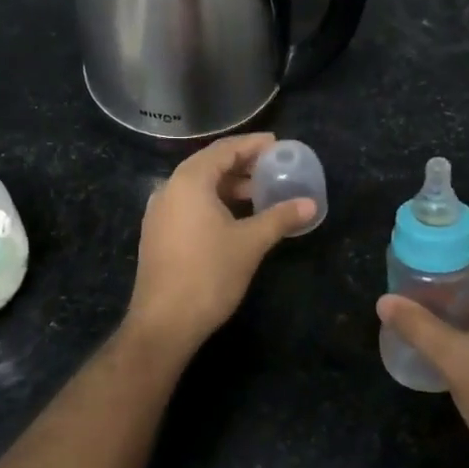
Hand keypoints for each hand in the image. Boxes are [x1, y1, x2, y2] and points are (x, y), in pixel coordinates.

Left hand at [126, 133, 313, 358]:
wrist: (164, 323)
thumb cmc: (209, 274)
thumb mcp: (251, 243)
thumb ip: (280, 218)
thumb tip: (310, 204)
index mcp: (189, 181)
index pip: (224, 150)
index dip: (252, 145)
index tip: (277, 144)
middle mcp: (169, 188)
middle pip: (209, 165)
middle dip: (242, 165)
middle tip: (273, 168)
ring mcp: (159, 212)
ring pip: (198, 187)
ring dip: (229, 186)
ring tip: (260, 193)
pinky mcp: (157, 233)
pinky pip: (189, 204)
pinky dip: (214, 202)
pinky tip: (235, 217)